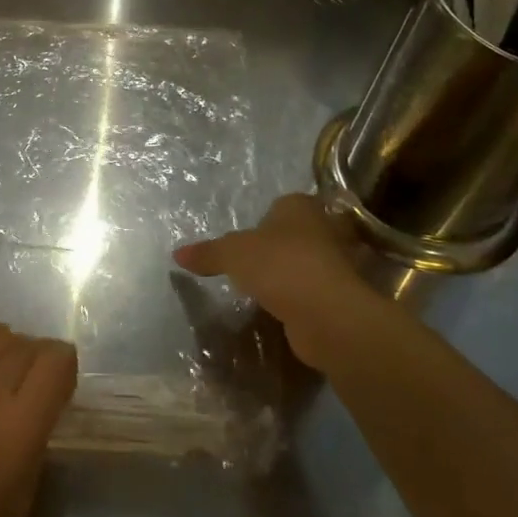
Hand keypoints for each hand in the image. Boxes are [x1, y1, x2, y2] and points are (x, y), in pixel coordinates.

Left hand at [0, 320, 76, 516]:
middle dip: (41, 358)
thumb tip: (35, 423)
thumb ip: (34, 456)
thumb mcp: (17, 511)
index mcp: (19, 425)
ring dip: (13, 348)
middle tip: (38, 381)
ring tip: (11, 367)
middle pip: (27, 347)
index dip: (67, 366)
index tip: (64, 384)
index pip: (56, 363)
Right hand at [173, 193, 392, 371]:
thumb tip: (177, 255)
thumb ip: (207, 253)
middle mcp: (325, 229)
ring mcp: (338, 264)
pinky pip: (314, 291)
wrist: (325, 312)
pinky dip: (301, 298)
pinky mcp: (340, 296)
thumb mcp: (231, 254)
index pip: (283, 204)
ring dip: (293, 273)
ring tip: (266, 286)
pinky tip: (281, 308)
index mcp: (300, 207)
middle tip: (257, 260)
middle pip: (300, 232)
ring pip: (310, 262)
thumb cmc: (278, 265)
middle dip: (283, 244)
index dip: (267, 217)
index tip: (251, 235)